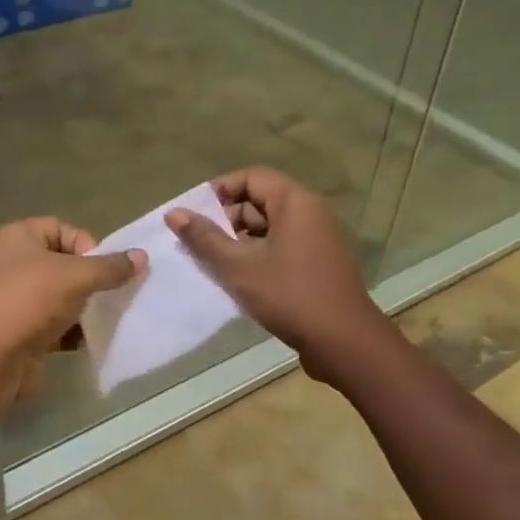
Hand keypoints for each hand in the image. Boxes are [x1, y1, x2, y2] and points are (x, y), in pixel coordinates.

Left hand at [0, 217, 143, 400]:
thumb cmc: (32, 301)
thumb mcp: (77, 276)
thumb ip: (111, 267)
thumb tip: (142, 257)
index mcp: (19, 238)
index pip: (62, 228)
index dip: (86, 245)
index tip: (101, 268)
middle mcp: (15, 263)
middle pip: (65, 263)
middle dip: (91, 279)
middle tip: (109, 293)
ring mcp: (18, 298)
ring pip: (63, 295)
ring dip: (85, 306)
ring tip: (103, 317)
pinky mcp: (24, 329)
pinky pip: (57, 323)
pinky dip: (74, 330)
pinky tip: (90, 339)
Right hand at [165, 167, 387, 379]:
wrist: (345, 342)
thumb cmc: (289, 296)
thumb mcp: (238, 267)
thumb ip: (205, 238)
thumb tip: (174, 213)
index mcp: (295, 203)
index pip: (251, 176)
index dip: (220, 190)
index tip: (195, 214)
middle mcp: (311, 212)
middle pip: (261, 200)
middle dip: (228, 217)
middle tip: (201, 243)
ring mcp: (319, 238)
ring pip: (271, 226)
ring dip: (241, 239)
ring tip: (215, 263)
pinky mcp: (320, 262)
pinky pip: (283, 244)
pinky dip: (259, 253)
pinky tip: (241, 278)